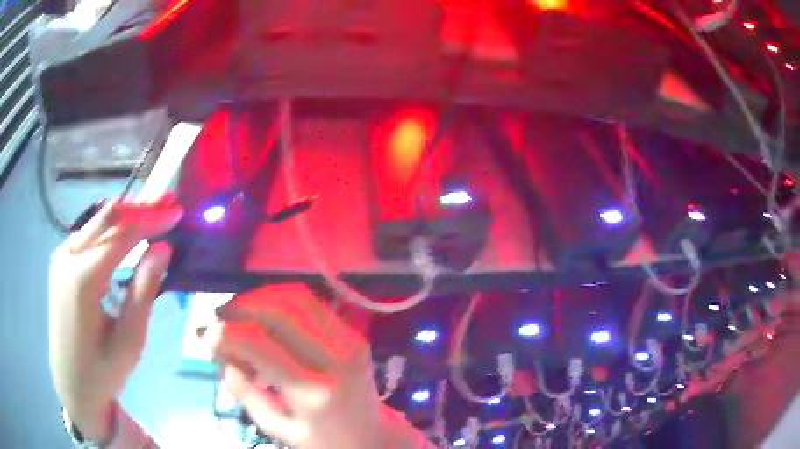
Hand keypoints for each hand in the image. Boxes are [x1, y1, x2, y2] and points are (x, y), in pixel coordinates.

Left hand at [48, 195, 182, 440]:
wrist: (71, 383)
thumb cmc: (102, 370)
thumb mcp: (129, 340)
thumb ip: (143, 291)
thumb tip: (163, 249)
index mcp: (82, 279)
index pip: (121, 235)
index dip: (151, 220)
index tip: (176, 211)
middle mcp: (67, 257)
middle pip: (107, 217)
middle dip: (139, 207)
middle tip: (167, 199)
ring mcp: (61, 257)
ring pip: (96, 222)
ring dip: (125, 215)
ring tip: (151, 210)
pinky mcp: (60, 262)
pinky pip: (87, 234)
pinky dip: (109, 228)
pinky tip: (123, 231)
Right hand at [205, 285, 428, 448]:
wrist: (373, 435)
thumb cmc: (322, 439)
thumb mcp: (276, 428)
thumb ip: (244, 390)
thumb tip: (221, 350)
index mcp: (314, 393)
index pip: (258, 342)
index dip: (225, 332)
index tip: (207, 337)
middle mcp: (335, 358)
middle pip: (277, 309)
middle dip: (240, 307)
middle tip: (221, 319)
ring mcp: (349, 340)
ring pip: (294, 297)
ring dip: (259, 299)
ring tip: (239, 316)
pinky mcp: (353, 332)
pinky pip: (309, 302)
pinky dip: (279, 302)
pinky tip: (264, 318)